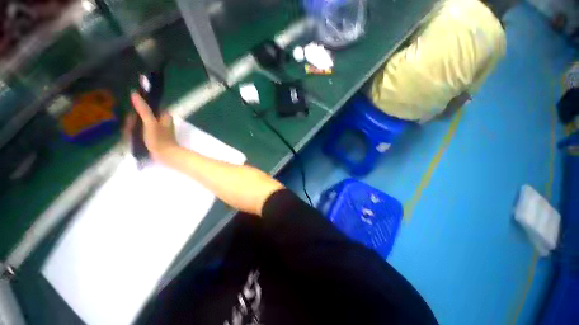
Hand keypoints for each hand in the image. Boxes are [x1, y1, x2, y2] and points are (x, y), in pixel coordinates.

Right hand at [126, 92, 177, 160]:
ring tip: (130, 135)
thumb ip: (143, 109)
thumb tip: (134, 93)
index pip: (147, 106)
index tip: (131, 117)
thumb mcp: (150, 123)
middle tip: (130, 128)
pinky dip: (135, 133)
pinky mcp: (154, 136)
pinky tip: (131, 138)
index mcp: (164, 115)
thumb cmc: (159, 139)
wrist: (166, 155)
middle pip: (142, 115)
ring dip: (133, 128)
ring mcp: (157, 128)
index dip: (137, 110)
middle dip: (133, 121)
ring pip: (140, 123)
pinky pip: (141, 131)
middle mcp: (161, 120)